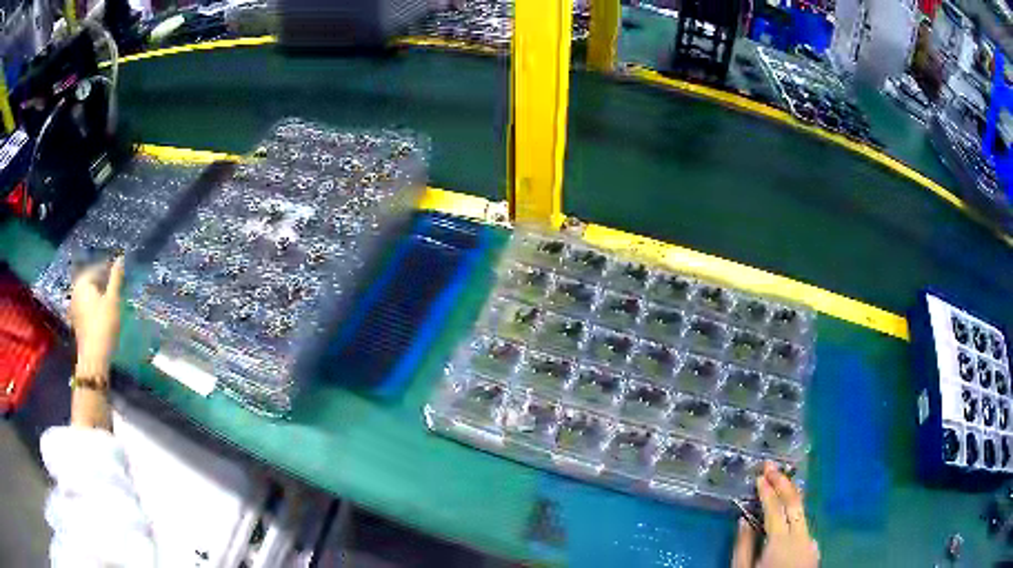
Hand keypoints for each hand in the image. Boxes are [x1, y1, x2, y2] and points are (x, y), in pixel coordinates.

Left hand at [69, 256, 124, 375]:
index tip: (119, 275)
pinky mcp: (76, 321)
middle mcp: (76, 291)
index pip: (97, 269)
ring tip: (110, 301)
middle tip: (115, 287)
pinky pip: (85, 306)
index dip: (109, 270)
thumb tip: (120, 258)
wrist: (94, 358)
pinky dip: (93, 306)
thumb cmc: (104, 325)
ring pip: (88, 295)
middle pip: (91, 282)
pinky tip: (102, 314)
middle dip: (102, 283)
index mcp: (83, 282)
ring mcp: (74, 307)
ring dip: (98, 295)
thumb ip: (116, 278)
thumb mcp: (113, 300)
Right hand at [732, 462, 818, 567]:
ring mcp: (810, 541)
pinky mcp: (813, 548)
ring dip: (791, 495)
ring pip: (803, 511)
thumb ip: (743, 546)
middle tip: (771, 466)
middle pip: (794, 502)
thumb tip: (742, 520)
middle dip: (783, 482)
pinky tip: (789, 513)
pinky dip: (795, 513)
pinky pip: (804, 525)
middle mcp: (800, 535)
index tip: (759, 476)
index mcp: (780, 541)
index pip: (774, 509)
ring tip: (781, 482)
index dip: (767, 490)